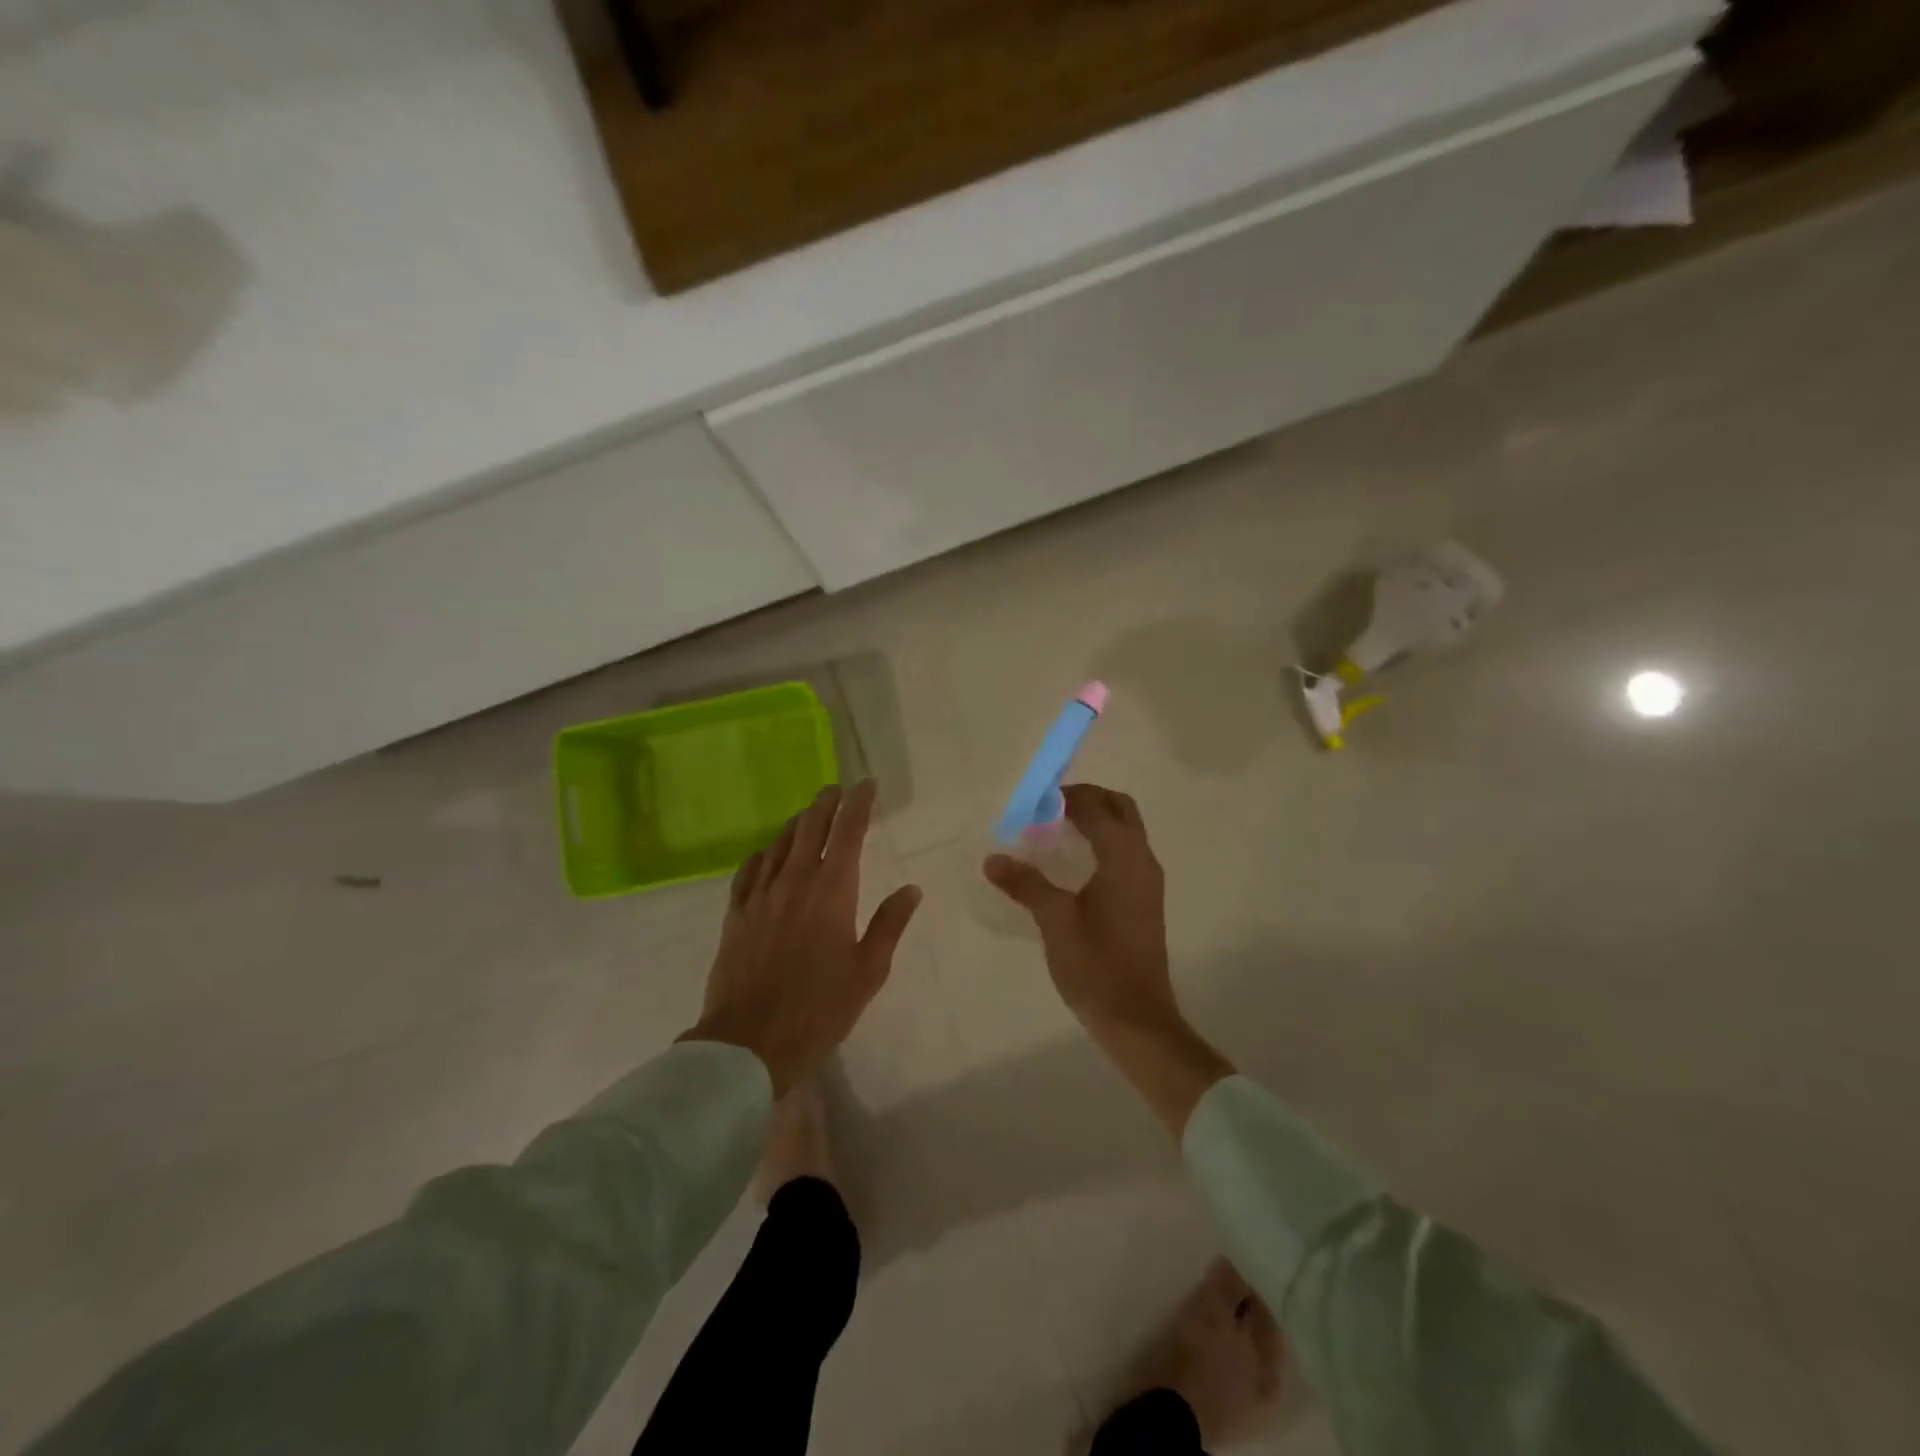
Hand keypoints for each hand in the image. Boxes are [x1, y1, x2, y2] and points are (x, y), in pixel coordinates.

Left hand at [684, 780, 920, 1093]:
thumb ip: (889, 924)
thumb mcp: (868, 970)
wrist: (749, 1041)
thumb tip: (911, 889)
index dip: (858, 804)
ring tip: (809, 815)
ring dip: (797, 823)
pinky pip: (749, 871)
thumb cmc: (819, 1008)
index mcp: (832, 890)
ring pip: (779, 844)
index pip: (848, 832)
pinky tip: (767, 854)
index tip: (867, 784)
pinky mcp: (736, 915)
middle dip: (826, 803)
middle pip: (810, 828)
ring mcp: (760, 896)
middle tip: (837, 789)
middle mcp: (794, 881)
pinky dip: (764, 854)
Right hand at [983, 784, 1174, 1032]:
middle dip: (1089, 799)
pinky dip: (1104, 841)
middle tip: (1051, 806)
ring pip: (1127, 830)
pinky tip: (1075, 862)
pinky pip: (1127, 852)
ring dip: (1098, 819)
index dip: (1067, 797)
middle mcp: (1142, 860)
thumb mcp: (1054, 920)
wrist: (1136, 1017)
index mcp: (1123, 858)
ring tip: (1057, 828)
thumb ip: (1026, 884)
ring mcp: (1147, 881)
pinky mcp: (1145, 900)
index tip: (1035, 799)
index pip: (1097, 809)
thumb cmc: (1095, 964)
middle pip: (1121, 809)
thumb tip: (993, 859)